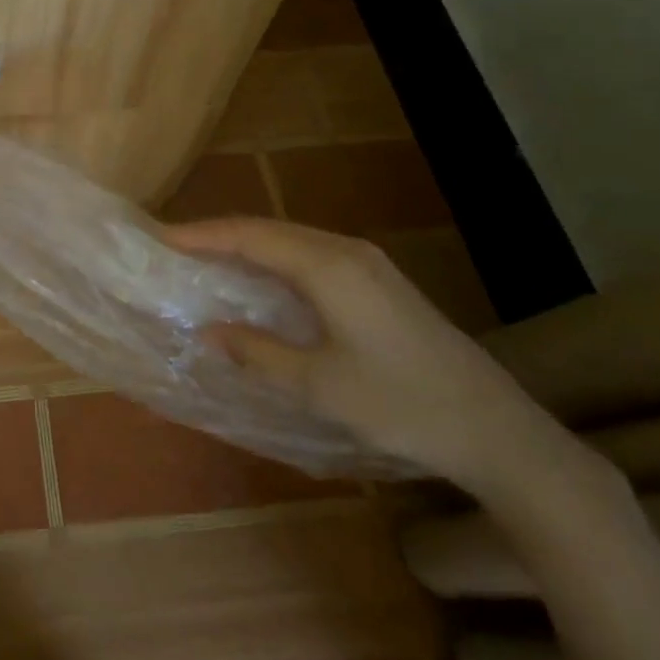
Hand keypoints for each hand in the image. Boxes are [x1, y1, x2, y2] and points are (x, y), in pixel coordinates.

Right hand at [165, 218, 557, 492]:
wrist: (497, 430)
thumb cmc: (402, 405)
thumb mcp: (320, 387)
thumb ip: (259, 353)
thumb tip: (209, 331)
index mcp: (327, 267)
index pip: (250, 236)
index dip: (203, 235)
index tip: (161, 237)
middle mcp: (345, 250)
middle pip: (269, 229)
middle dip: (220, 234)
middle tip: (178, 247)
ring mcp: (367, 262)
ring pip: (291, 238)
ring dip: (248, 244)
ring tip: (210, 258)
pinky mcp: (379, 279)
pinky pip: (311, 252)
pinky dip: (275, 257)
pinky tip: (263, 278)